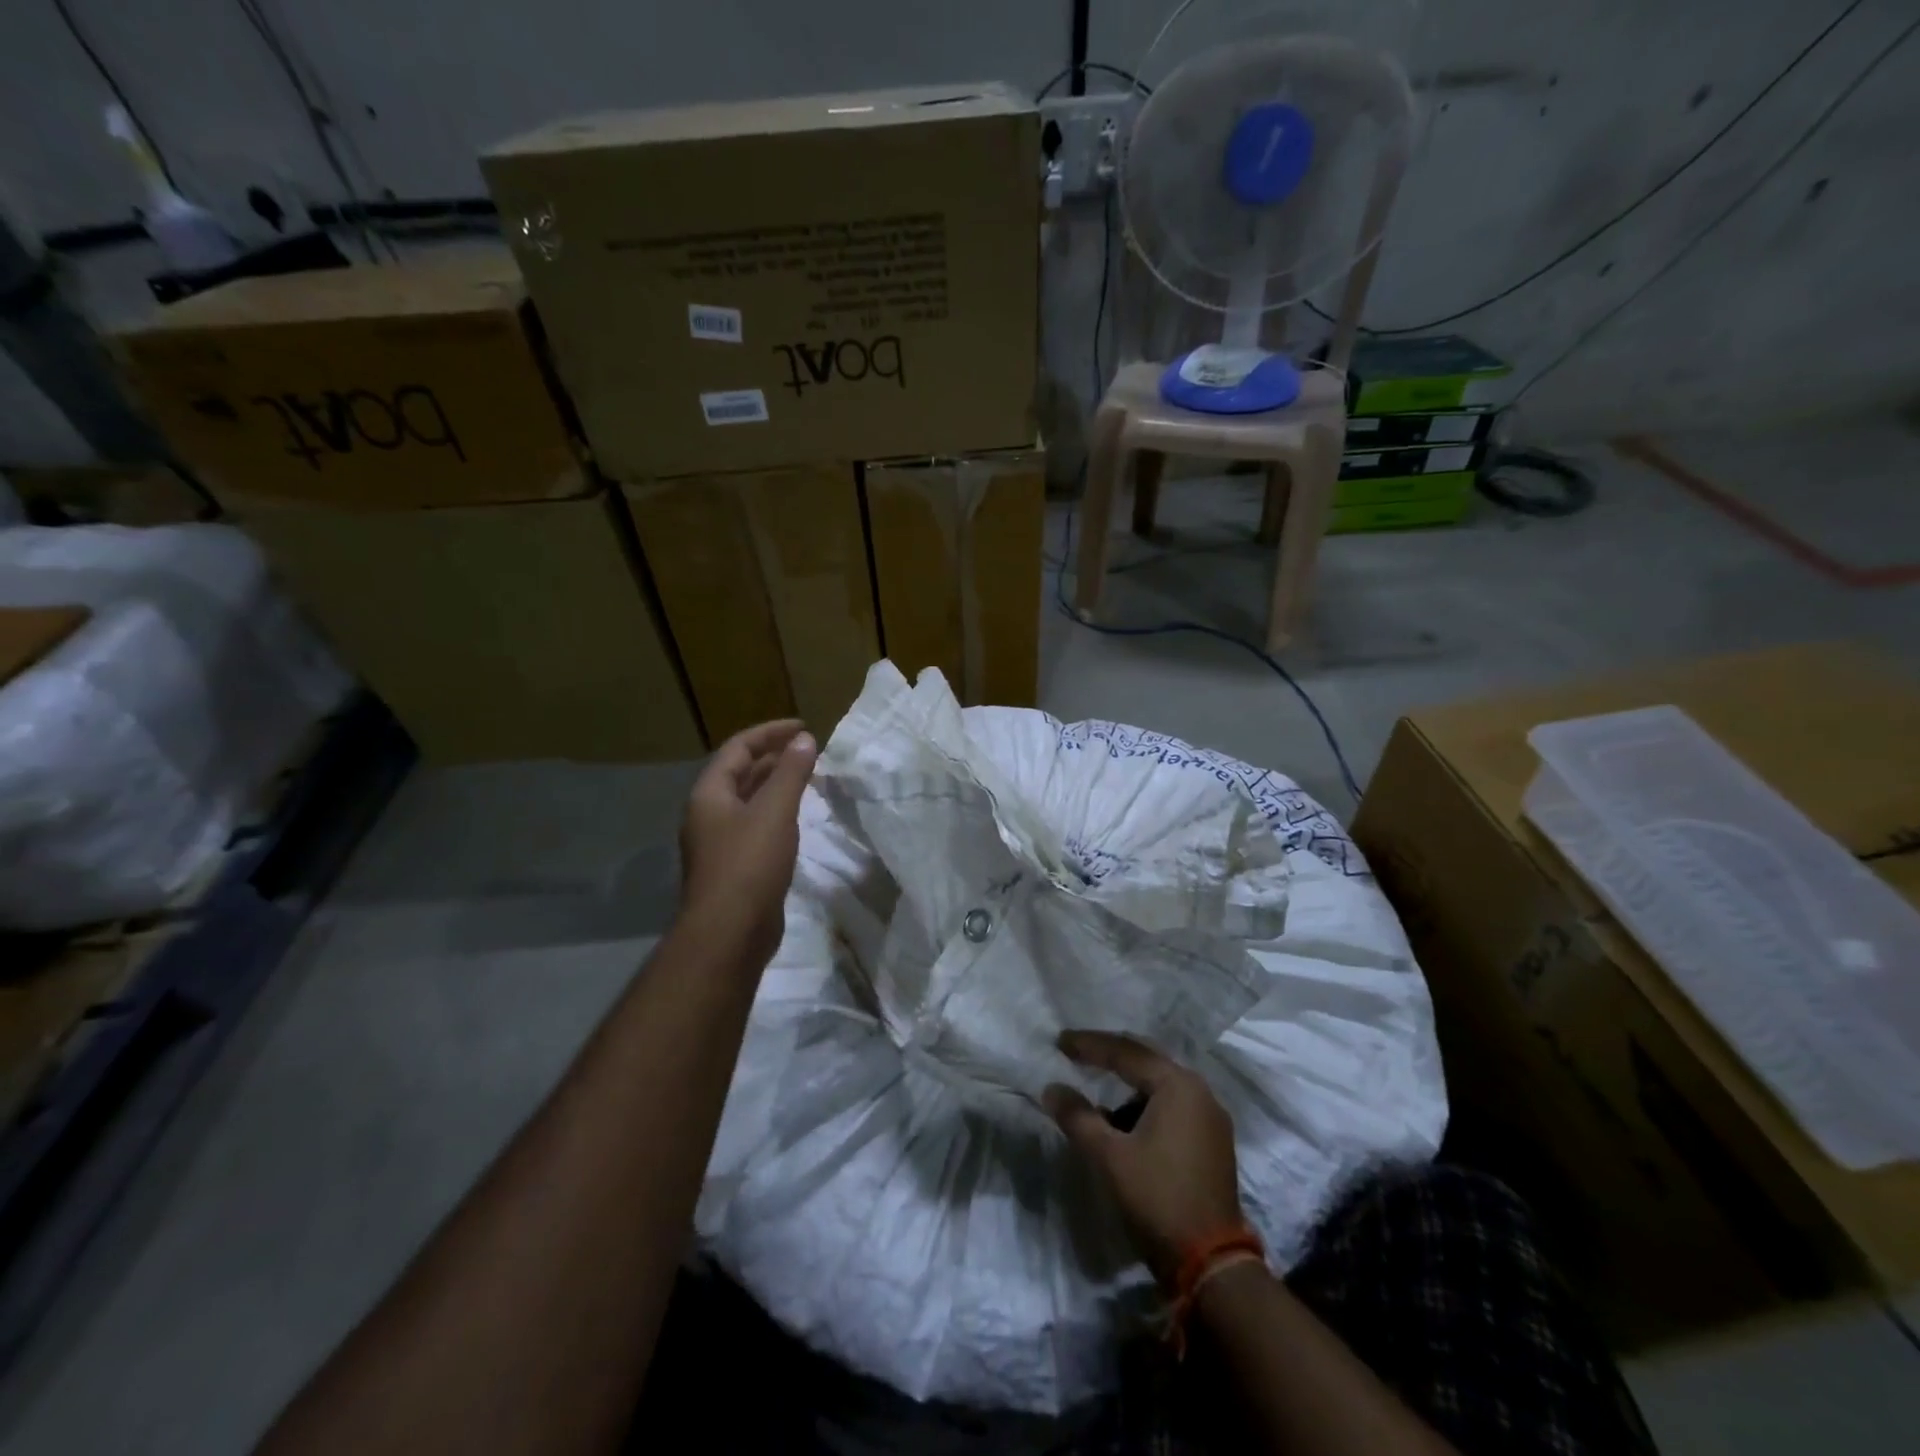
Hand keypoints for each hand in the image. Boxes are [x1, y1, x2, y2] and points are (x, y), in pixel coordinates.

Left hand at [679, 719, 817, 965]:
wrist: (730, 932)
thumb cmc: (750, 864)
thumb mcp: (775, 811)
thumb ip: (791, 772)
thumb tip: (805, 739)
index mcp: (709, 794)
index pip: (738, 748)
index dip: (770, 732)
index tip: (803, 726)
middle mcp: (708, 813)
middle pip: (740, 773)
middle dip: (773, 757)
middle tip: (807, 749)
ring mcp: (719, 842)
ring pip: (748, 800)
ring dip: (775, 784)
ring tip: (806, 775)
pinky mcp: (734, 866)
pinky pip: (755, 825)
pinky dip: (776, 811)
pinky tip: (796, 816)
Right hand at [1043, 1031, 1244, 1285]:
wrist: (1212, 1264)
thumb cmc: (1157, 1198)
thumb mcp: (1108, 1156)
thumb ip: (1077, 1117)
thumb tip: (1051, 1089)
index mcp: (1178, 1085)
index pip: (1126, 1052)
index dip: (1089, 1045)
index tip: (1060, 1042)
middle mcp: (1199, 1092)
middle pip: (1147, 1061)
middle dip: (1110, 1057)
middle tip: (1077, 1053)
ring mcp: (1211, 1118)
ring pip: (1160, 1086)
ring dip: (1127, 1086)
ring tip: (1097, 1094)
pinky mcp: (1212, 1142)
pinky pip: (1172, 1107)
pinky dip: (1145, 1106)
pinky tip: (1124, 1123)